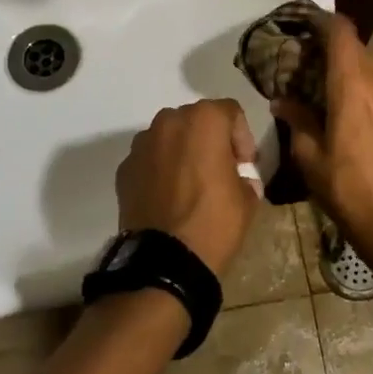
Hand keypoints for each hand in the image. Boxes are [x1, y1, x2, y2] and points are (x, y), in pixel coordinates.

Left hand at [115, 99, 261, 274]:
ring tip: (191, 184)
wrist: (164, 261)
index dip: (242, 137)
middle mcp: (169, 121)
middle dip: (210, 140)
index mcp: (204, 120)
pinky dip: (159, 170)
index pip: (230, 112)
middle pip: (196, 119)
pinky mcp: (124, 168)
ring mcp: (142, 144)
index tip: (245, 165)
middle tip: (220, 170)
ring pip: (169, 137)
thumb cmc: (214, 222)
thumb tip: (239, 178)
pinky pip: (149, 160)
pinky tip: (168, 197)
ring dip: (182, 152)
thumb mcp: (247, 199)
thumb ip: (245, 177)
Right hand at [271, 15, 372, 258]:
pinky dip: (356, 82)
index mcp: (353, 83)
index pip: (340, 31)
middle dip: (327, 45)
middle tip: (299, 58)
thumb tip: (283, 100)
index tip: (298, 24)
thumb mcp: (310, 155)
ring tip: (315, 81)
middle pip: (354, 45)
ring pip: (367, 64)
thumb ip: (297, 120)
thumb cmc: (348, 187)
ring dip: (343, 65)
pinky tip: (338, 104)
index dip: (320, 21)